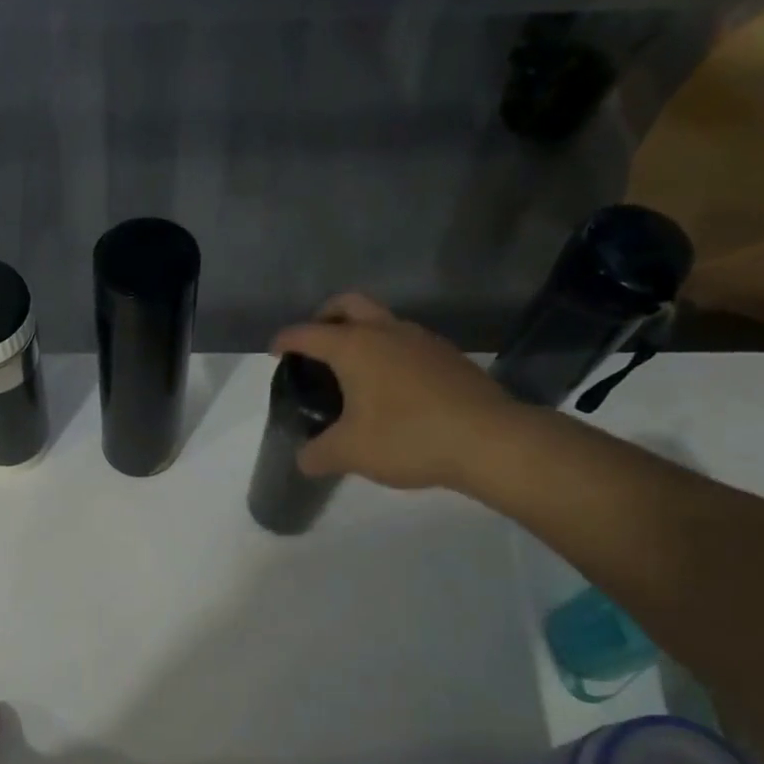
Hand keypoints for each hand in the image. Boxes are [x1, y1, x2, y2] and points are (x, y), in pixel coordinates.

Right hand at [271, 292, 525, 491]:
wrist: (489, 440)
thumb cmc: (407, 437)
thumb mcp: (349, 453)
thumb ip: (317, 454)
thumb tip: (304, 459)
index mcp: (354, 347)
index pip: (307, 333)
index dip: (285, 341)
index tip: (274, 352)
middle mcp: (386, 331)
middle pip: (347, 304)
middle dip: (324, 317)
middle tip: (314, 344)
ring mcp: (422, 340)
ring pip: (381, 320)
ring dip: (360, 333)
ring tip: (351, 370)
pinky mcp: (447, 356)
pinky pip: (406, 342)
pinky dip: (387, 352)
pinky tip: (389, 388)